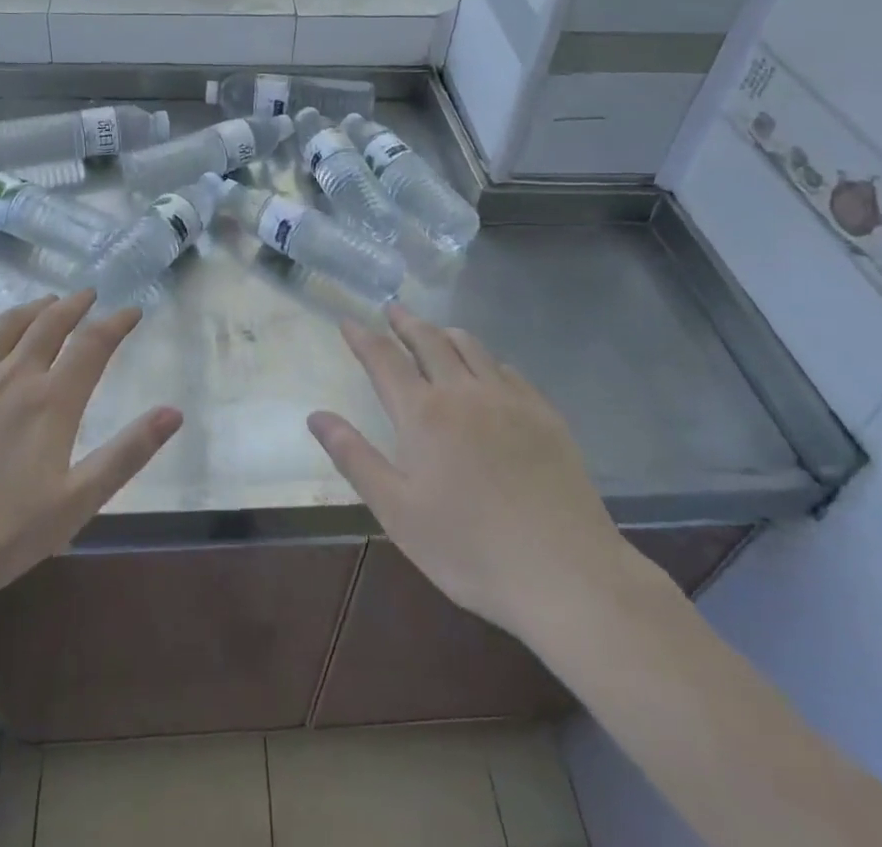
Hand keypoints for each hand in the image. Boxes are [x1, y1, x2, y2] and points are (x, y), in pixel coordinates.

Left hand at [0, 292, 181, 608]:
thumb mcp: (75, 504)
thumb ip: (127, 454)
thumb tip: (174, 412)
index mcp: (52, 402)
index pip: (93, 346)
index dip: (117, 323)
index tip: (133, 310)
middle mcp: (14, 376)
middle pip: (50, 325)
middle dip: (74, 305)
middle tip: (89, 295)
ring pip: (7, 326)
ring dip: (33, 307)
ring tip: (47, 300)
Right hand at [308, 306, 647, 648]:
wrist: (565, 573)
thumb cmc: (469, 548)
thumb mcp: (397, 511)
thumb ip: (354, 457)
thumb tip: (316, 415)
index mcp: (423, 413)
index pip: (384, 359)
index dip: (363, 337)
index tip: (348, 320)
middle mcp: (463, 392)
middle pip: (429, 341)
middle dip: (405, 322)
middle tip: (392, 309)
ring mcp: (509, 399)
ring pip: (472, 347)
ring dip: (445, 332)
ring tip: (435, 330)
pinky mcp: (544, 415)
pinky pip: (509, 370)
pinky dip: (487, 359)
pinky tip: (489, 370)